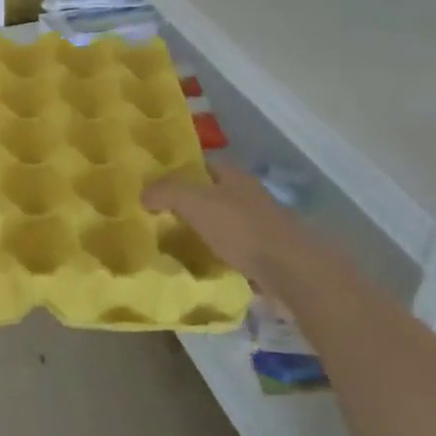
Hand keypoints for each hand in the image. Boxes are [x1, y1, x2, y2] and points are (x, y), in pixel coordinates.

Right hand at [143, 160, 306, 290]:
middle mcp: (249, 194)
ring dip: (204, 230)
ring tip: (176, 243)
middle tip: (160, 216)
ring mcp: (261, 225)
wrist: (291, 272)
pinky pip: (235, 248)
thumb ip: (166, 192)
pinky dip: (219, 253)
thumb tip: (143, 194)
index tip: (156, 186)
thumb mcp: (195, 202)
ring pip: (224, 221)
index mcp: (234, 175)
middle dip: (190, 203)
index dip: (179, 171)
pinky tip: (203, 264)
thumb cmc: (241, 228)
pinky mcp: (268, 253)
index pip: (202, 164)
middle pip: (213, 193)